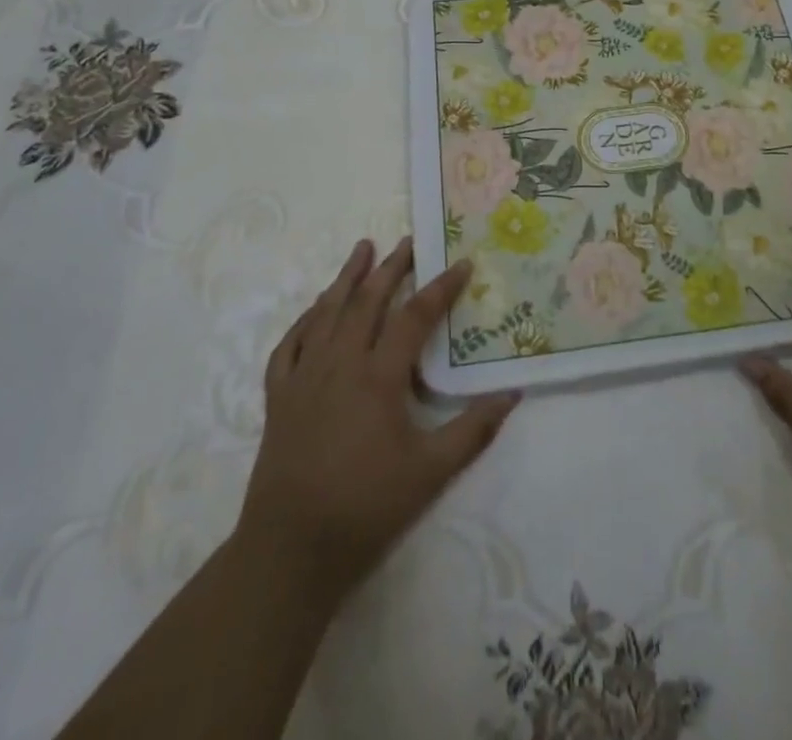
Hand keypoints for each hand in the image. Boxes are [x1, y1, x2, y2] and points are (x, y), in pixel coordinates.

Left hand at [236, 237, 519, 606]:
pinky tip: (315, 308)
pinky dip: (305, 318)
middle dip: (390, 268)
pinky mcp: (279, 395)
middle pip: (367, 301)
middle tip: (408, 242)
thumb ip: (473, 429)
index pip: (415, 316)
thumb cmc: (367, 507)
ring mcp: (304, 376)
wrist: (291, 550)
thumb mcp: (431, 472)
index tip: (461, 264)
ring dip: (346, 277)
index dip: (441, 287)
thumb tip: (512, 393)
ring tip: (362, 248)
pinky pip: (290, 343)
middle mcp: (340, 363)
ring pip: (326, 312)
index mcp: (378, 376)